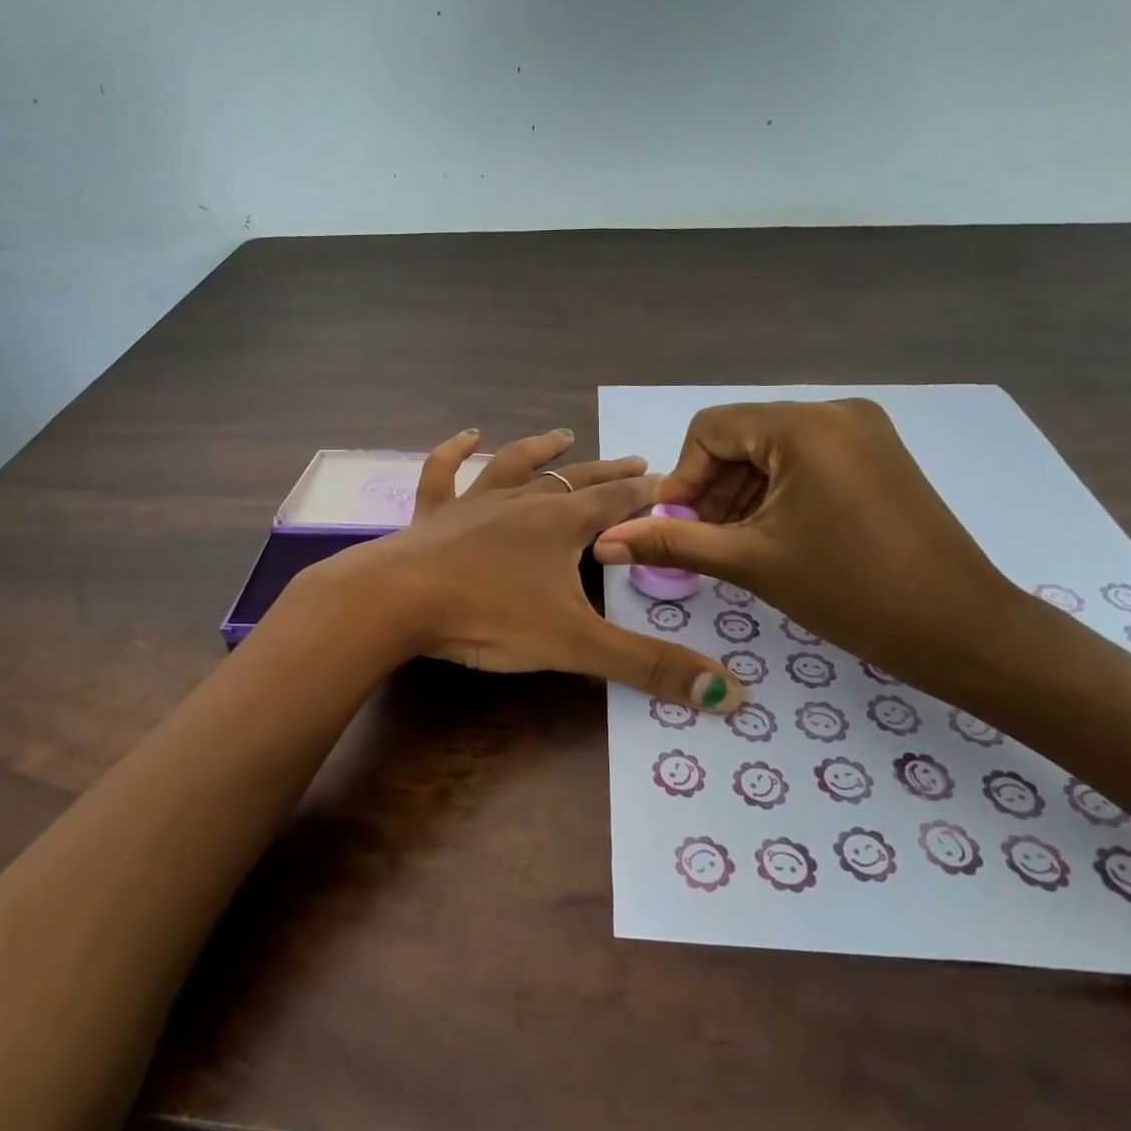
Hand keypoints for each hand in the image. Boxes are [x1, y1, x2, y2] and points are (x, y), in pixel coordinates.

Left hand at [311, 429, 741, 710]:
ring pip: (513, 466)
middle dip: (608, 472)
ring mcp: (473, 503)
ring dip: (540, 451)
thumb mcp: (576, 646)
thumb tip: (730, 695)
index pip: (617, 502)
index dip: (646, 494)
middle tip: (636, 459)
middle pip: (575, 481)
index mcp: (561, 525)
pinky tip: (465, 436)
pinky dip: (453, 452)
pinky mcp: (433, 515)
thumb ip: (649, 666)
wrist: (399, 600)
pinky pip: (443, 473)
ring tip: (563, 435)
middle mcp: (522, 502)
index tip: (670, 483)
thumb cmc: (490, 616)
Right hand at [591, 400, 1020, 680]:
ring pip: (772, 451)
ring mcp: (863, 432)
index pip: (710, 429)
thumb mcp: (750, 562)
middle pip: (741, 438)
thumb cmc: (850, 590)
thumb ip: (672, 541)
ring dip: (742, 494)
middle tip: (704, 542)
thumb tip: (603, 543)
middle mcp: (835, 412)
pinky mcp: (878, 456)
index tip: (677, 526)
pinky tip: (775, 535)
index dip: (683, 478)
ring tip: (737, 546)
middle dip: (712, 489)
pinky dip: (778, 492)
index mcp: (804, 426)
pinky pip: (806, 461)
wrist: (961, 629)